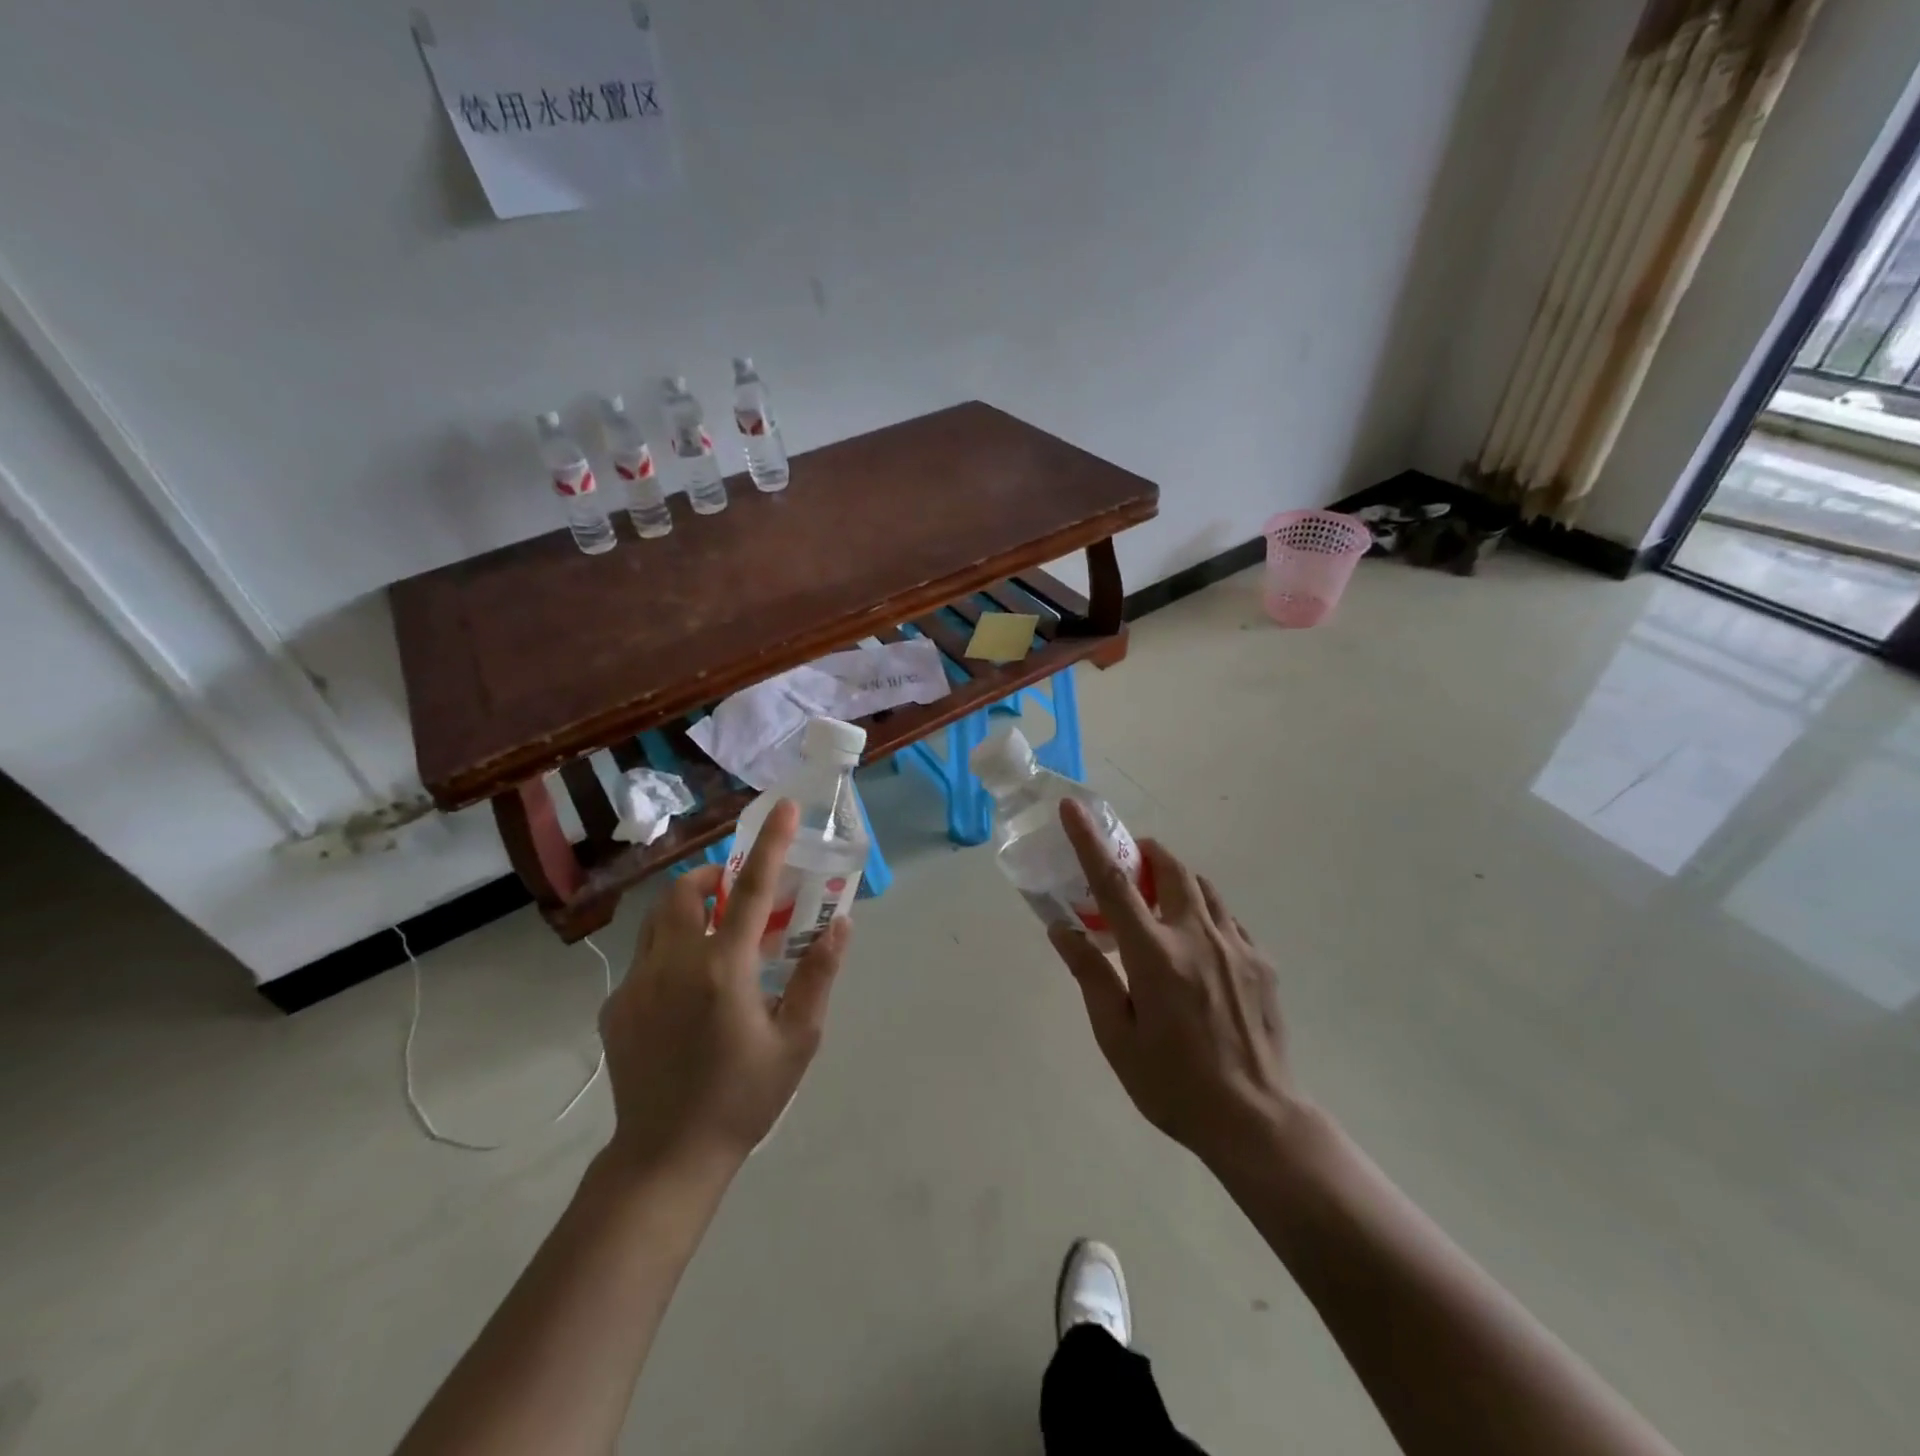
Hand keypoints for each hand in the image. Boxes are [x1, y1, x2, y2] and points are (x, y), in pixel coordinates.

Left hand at [598, 800, 850, 1175]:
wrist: (667, 1157)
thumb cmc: (744, 1098)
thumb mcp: (798, 1041)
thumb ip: (818, 976)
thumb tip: (840, 925)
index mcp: (724, 969)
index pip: (751, 889)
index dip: (769, 844)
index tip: (781, 808)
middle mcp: (674, 964)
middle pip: (685, 892)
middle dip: (712, 877)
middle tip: (738, 896)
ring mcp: (637, 984)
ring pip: (658, 921)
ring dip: (688, 910)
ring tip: (715, 936)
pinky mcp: (616, 1007)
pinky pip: (645, 959)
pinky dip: (670, 953)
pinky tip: (687, 994)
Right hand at [1047, 800, 1300, 1171]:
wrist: (1257, 1120)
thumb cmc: (1173, 1084)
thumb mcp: (1116, 1037)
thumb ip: (1090, 974)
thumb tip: (1062, 928)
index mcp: (1155, 955)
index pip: (1114, 883)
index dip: (1089, 841)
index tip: (1073, 808)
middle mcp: (1198, 936)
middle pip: (1169, 867)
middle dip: (1143, 853)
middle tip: (1124, 868)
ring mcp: (1236, 945)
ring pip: (1201, 886)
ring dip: (1173, 880)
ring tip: (1156, 906)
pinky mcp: (1261, 960)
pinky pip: (1226, 916)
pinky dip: (1202, 911)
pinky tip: (1194, 945)